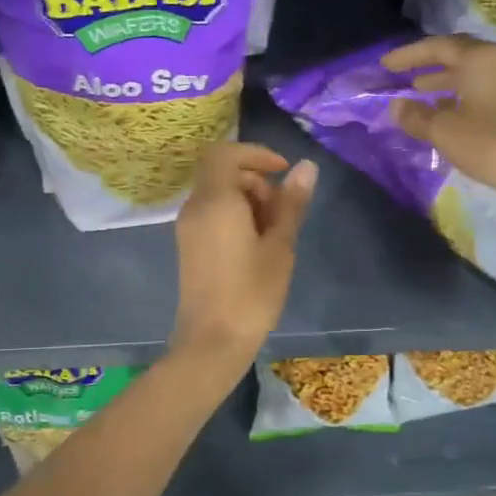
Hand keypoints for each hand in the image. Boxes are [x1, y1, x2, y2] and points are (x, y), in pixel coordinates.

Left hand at [170, 143, 315, 366]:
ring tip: (274, 235)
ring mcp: (188, 228)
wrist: (212, 342)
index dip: (256, 154)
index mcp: (214, 200)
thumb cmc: (251, 292)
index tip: (283, 171)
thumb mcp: (280, 246)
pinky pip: (212, 215)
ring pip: (218, 195)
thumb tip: (307, 167)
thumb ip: (291, 203)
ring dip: (248, 201)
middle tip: (283, 213)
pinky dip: (235, 217)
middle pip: (223, 173)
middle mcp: (195, 208)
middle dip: (256, 181)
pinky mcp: (189, 246)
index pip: (225, 153)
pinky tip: (257, 247)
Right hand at [382, 35, 495, 198]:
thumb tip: (396, 106)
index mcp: (480, 59)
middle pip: (459, 55)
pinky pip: (487, 89)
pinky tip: (449, 113)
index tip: (386, 65)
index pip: (438, 47)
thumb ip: (416, 116)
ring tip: (421, 95)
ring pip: (474, 74)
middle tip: (404, 76)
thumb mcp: (444, 131)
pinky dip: (463, 95)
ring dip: (446, 82)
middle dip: (429, 65)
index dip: (408, 55)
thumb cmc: (490, 143)